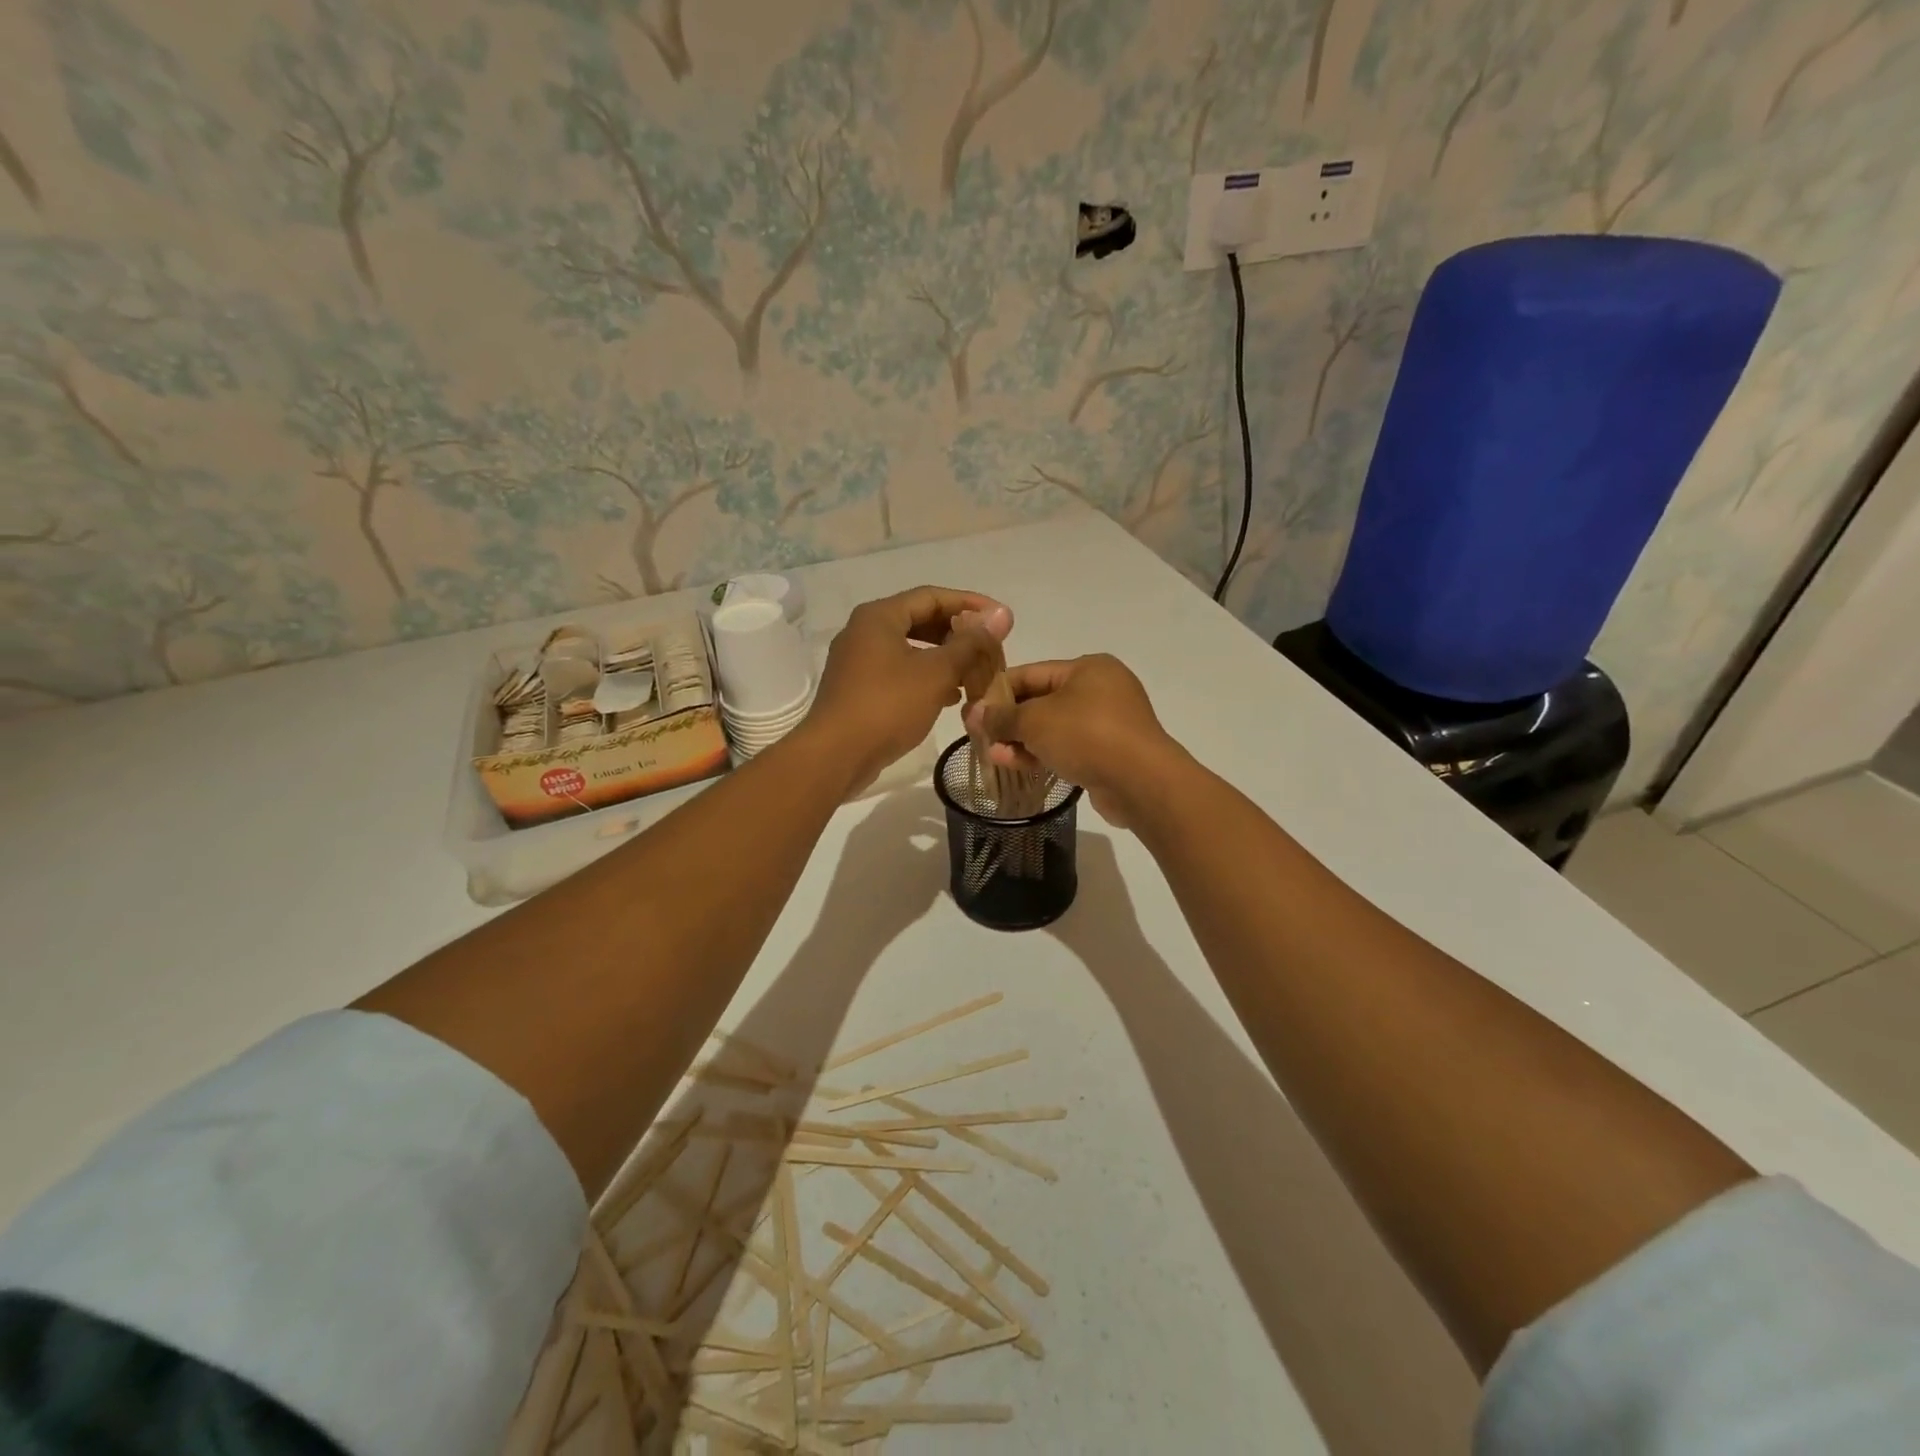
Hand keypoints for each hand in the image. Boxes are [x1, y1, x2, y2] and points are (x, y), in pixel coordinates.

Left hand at [806, 586, 1011, 793]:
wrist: (835, 756)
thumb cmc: (887, 706)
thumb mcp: (936, 672)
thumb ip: (970, 643)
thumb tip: (1002, 614)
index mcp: (879, 616)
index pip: (932, 596)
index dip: (970, 605)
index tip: (1001, 619)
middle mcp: (864, 631)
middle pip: (920, 621)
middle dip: (958, 634)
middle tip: (989, 649)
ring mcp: (858, 662)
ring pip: (911, 650)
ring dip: (945, 659)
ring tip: (975, 674)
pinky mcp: (858, 689)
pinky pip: (900, 673)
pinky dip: (926, 679)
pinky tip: (950, 697)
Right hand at [962, 654, 1180, 826]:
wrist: (1141, 782)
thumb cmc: (1087, 735)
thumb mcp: (1036, 720)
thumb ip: (1002, 716)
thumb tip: (973, 713)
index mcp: (1087, 668)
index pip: (1032, 673)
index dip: (998, 690)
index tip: (971, 707)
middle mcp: (1101, 689)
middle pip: (1042, 701)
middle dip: (1009, 719)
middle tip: (978, 734)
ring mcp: (1108, 723)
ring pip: (1054, 728)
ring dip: (1022, 740)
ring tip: (992, 754)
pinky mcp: (1110, 753)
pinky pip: (1068, 748)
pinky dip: (1043, 754)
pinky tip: (1015, 764)